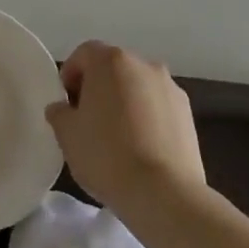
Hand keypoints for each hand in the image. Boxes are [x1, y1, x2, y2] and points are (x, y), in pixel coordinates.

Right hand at [46, 41, 205, 211]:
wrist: (164, 193)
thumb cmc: (107, 155)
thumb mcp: (67, 135)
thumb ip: (59, 113)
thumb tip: (63, 108)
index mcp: (111, 61)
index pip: (84, 54)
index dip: (71, 75)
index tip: (67, 104)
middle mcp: (143, 64)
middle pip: (113, 68)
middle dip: (98, 88)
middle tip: (88, 120)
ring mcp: (170, 87)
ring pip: (138, 87)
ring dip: (125, 102)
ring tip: (117, 138)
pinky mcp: (188, 113)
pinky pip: (158, 107)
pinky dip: (147, 118)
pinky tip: (141, 148)